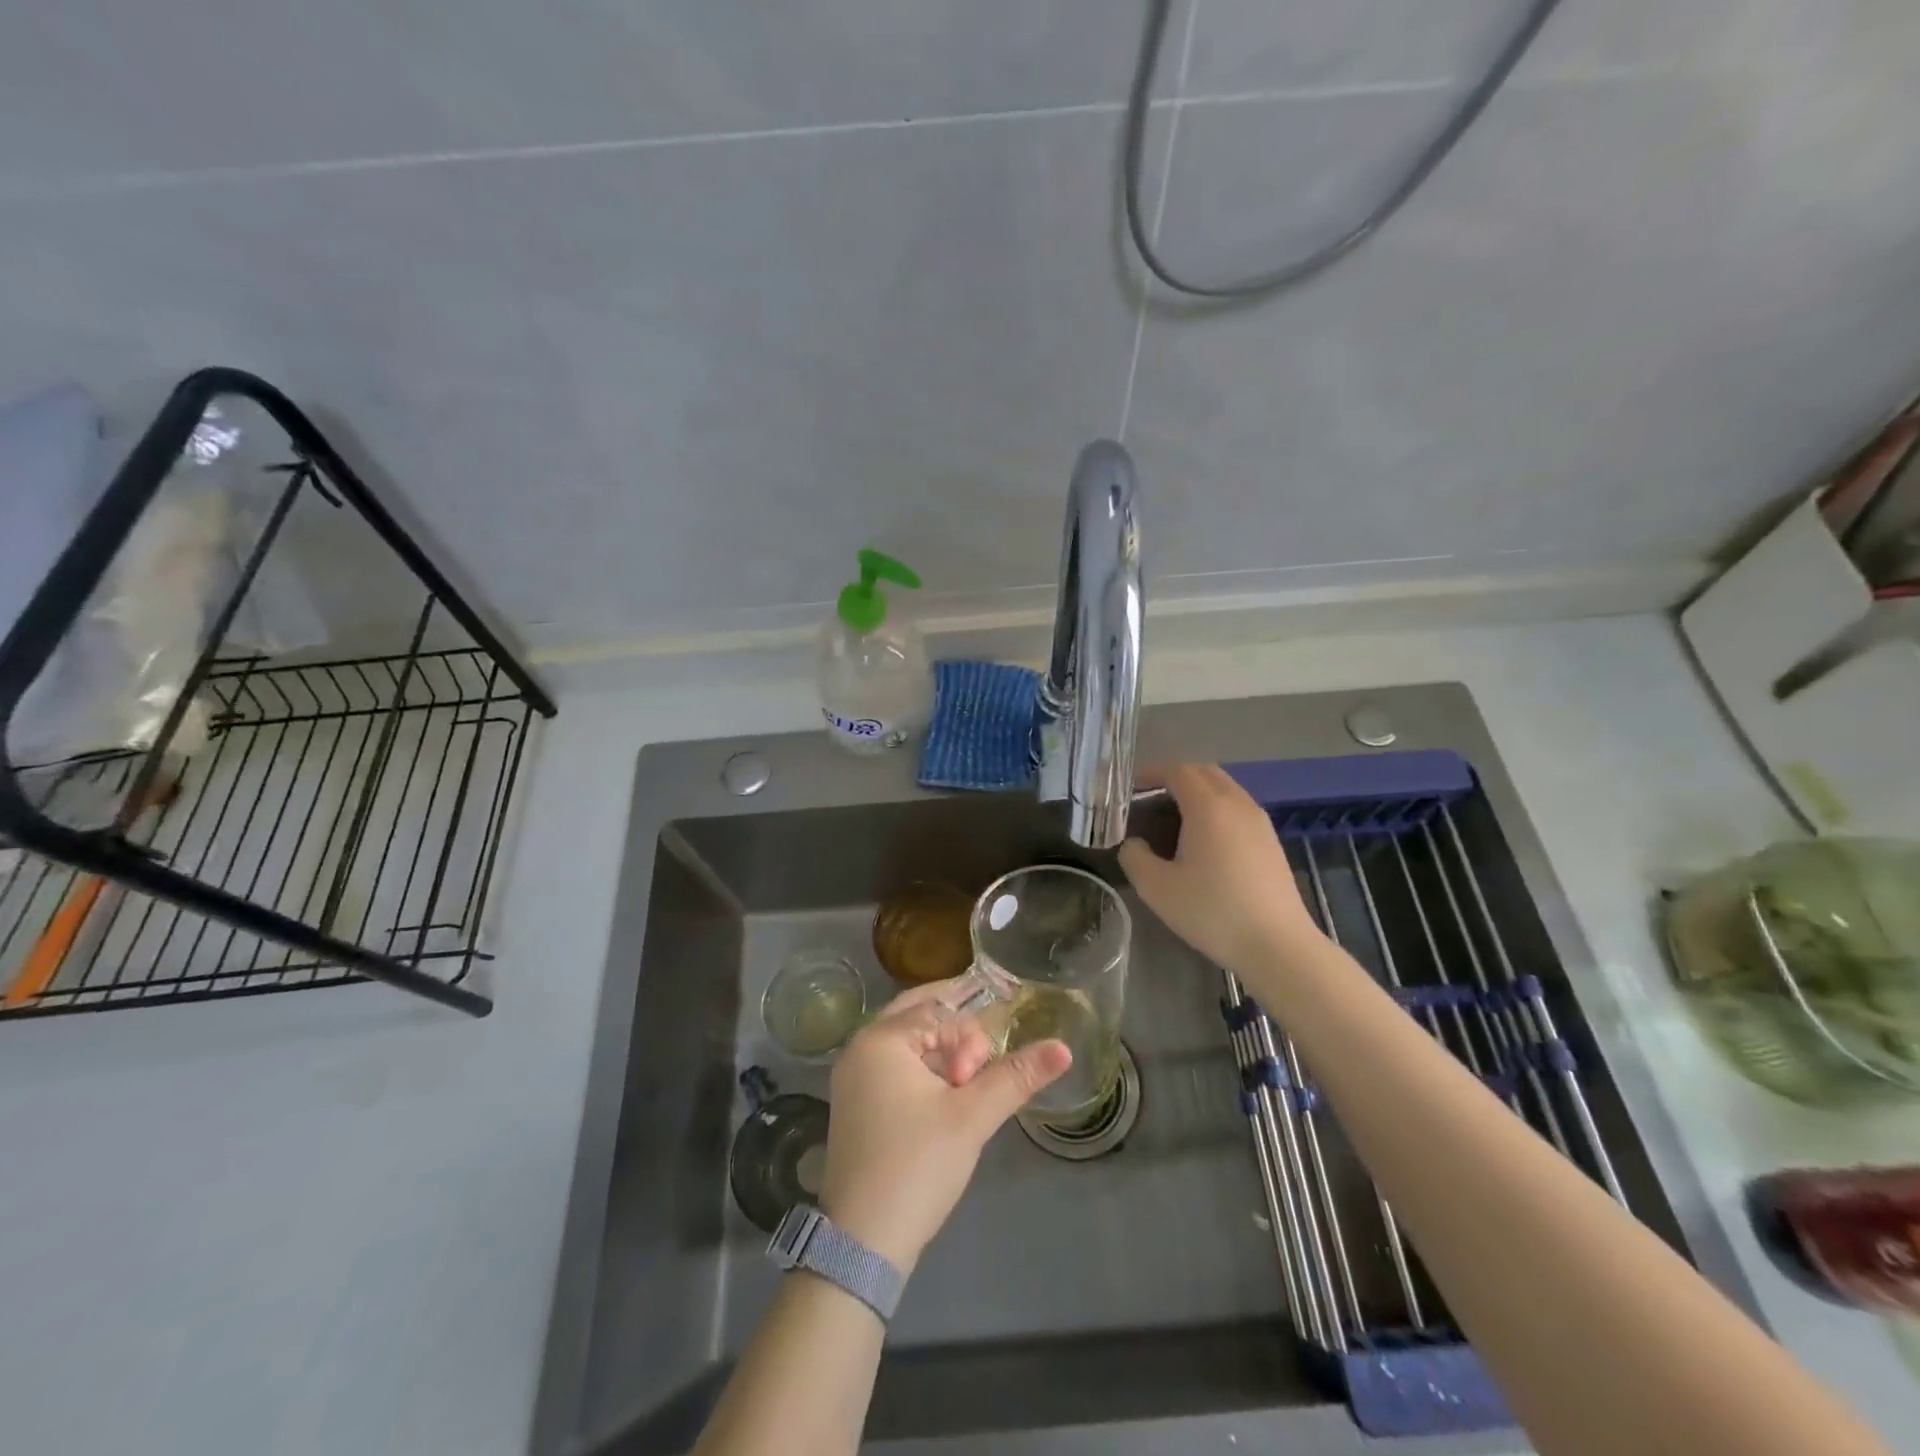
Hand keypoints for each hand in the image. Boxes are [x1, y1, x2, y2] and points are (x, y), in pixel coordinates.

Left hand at [821, 983, 1070, 1273]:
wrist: (862, 1245)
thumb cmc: (917, 1166)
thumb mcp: (972, 1117)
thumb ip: (1016, 1076)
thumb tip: (1063, 1048)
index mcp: (880, 1038)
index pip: (940, 1012)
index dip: (969, 1042)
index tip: (978, 1081)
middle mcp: (860, 1047)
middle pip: (920, 1017)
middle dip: (957, 1037)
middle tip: (981, 1069)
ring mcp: (853, 1077)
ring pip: (909, 1044)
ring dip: (941, 1056)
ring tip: (966, 1089)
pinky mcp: (856, 1104)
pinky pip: (896, 1068)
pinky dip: (923, 1073)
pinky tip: (945, 1097)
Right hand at [1118, 764, 1322, 979]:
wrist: (1278, 946)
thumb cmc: (1213, 912)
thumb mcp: (1157, 888)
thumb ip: (1134, 857)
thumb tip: (1133, 843)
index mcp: (1209, 807)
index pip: (1178, 770)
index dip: (1151, 772)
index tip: (1130, 787)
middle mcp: (1237, 804)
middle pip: (1204, 772)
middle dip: (1175, 777)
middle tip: (1149, 798)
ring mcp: (1259, 822)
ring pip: (1225, 789)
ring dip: (1198, 792)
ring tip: (1174, 819)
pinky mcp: (1271, 842)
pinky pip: (1238, 808)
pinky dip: (1216, 809)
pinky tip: (1204, 841)